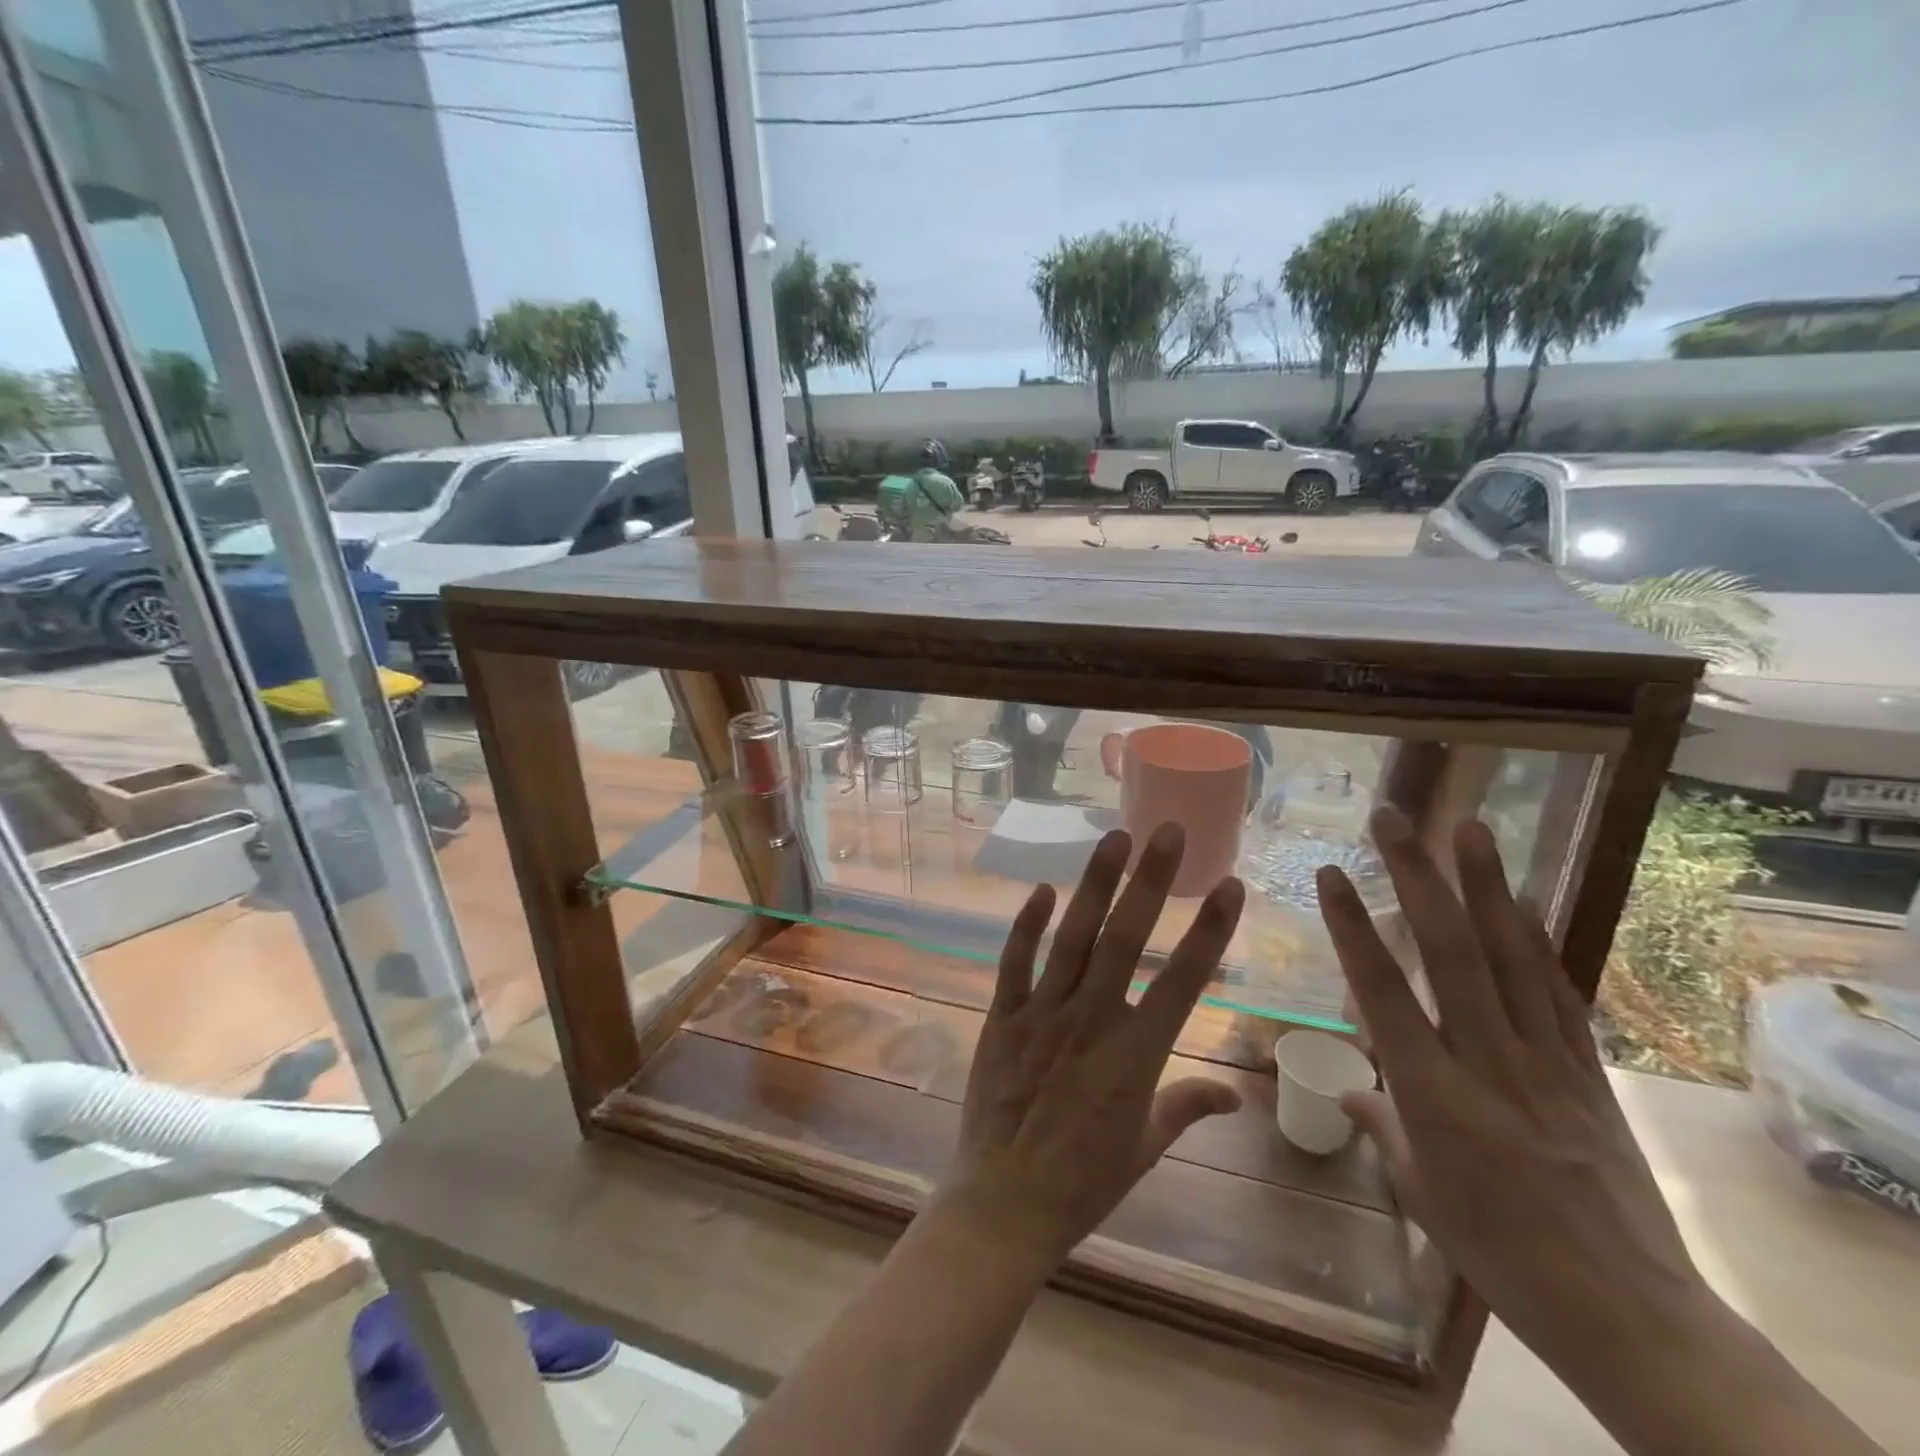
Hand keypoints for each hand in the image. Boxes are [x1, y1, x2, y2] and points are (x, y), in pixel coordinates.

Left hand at [932, 824, 1245, 1269]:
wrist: (1004, 1203)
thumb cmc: (1084, 1182)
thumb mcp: (1146, 1147)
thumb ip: (1187, 1107)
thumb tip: (1235, 1094)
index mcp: (1135, 1056)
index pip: (1182, 982)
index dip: (1210, 932)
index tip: (1229, 886)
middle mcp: (1090, 1022)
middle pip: (1125, 940)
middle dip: (1149, 882)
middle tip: (1166, 831)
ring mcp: (1042, 1014)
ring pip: (1072, 938)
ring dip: (1094, 886)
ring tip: (1114, 839)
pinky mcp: (1002, 1017)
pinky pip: (1014, 963)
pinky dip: (1027, 925)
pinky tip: (1042, 890)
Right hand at [1316, 808, 1709, 1377]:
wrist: (1629, 1313)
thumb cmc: (1499, 1254)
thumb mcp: (1422, 1193)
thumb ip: (1382, 1127)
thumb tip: (1348, 1090)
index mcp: (1434, 1095)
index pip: (1382, 991)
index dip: (1353, 927)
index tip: (1330, 874)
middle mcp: (1488, 1062)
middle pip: (1450, 953)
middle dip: (1417, 877)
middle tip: (1393, 819)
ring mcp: (1546, 1061)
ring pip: (1509, 958)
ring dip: (1486, 887)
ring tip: (1469, 828)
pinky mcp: (1587, 1072)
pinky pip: (1557, 992)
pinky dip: (1536, 940)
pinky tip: (1521, 901)